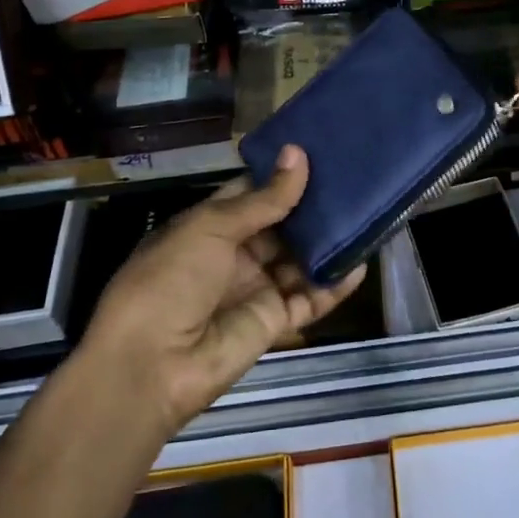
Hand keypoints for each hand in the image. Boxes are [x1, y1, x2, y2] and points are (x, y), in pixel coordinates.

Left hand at [81, 146, 366, 435]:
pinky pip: (310, 298)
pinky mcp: (274, 321)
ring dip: (328, 242)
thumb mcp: (211, 228)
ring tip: (367, 215)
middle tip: (356, 178)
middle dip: (313, 206)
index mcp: (210, 226)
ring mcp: (256, 288)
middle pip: (282, 225)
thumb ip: (264, 199)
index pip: (254, 193)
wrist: (150, 366)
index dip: (283, 174)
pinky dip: (335, 285)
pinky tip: (361, 264)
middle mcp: (235, 254)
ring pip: (300, 259)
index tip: (322, 151)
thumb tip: (298, 154)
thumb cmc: (170, 280)